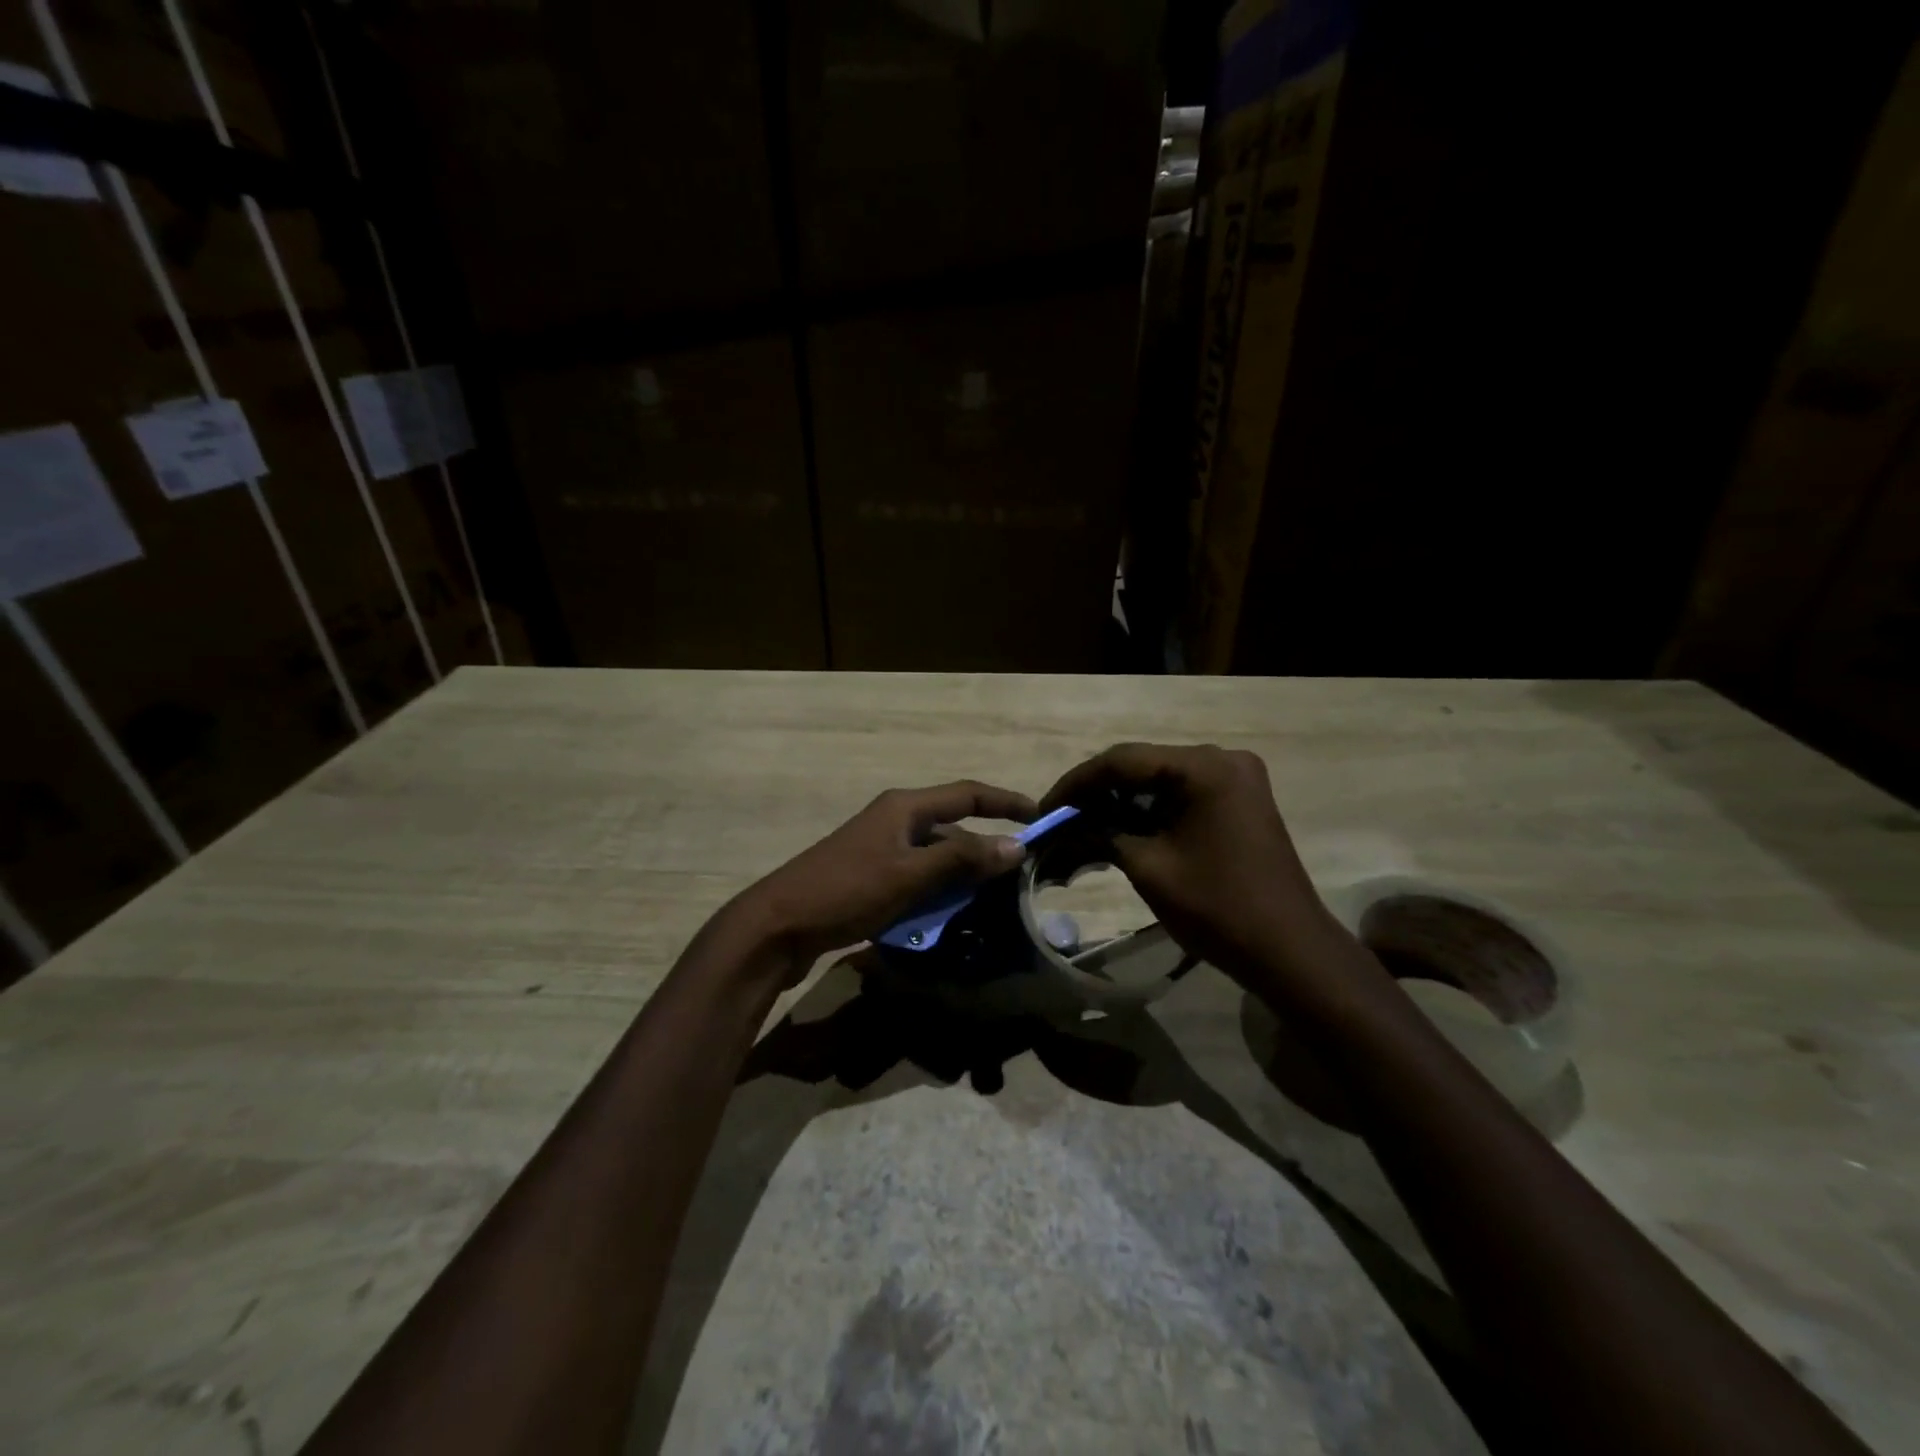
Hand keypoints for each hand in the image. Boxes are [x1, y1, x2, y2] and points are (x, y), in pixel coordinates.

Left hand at [733, 780, 1036, 969]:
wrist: (777, 926)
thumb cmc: (846, 892)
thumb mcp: (909, 876)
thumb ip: (961, 860)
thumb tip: (1016, 845)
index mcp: (904, 808)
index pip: (967, 793)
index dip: (1006, 802)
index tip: (1040, 816)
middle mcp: (894, 821)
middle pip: (952, 826)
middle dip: (985, 846)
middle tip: (1019, 873)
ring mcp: (879, 850)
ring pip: (935, 856)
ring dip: (962, 874)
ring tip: (994, 900)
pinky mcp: (869, 877)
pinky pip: (917, 878)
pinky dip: (938, 891)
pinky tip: (951, 916)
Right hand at [1039, 743, 1341, 991]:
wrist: (1289, 951)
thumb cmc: (1217, 907)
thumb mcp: (1148, 867)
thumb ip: (1102, 834)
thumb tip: (1066, 825)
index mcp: (1204, 767)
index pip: (1123, 760)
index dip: (1076, 784)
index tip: (1045, 809)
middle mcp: (1222, 760)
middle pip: (1142, 766)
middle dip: (1097, 794)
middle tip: (1060, 820)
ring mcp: (1235, 780)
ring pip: (1160, 781)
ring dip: (1121, 804)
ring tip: (1081, 828)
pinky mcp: (1238, 801)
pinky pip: (1181, 796)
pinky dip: (1149, 812)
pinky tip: (1118, 830)